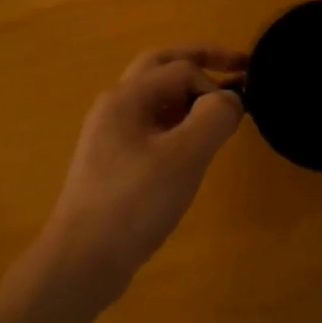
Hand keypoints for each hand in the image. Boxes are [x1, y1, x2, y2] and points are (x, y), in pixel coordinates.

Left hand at [44, 45, 247, 303]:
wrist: (82, 260)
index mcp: (126, 96)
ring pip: (155, 96)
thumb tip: (231, 99)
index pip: (181, 68)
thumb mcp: (184, 157)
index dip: (214, 83)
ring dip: (189, 93)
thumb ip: (214, 117)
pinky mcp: (114, 161)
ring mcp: (110, 134)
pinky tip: (193, 146)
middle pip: (161, 66)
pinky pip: (151, 125)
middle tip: (239, 66)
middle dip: (201, 62)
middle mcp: (114, 105)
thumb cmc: (134, 203)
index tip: (237, 115)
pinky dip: (178, 121)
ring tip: (219, 109)